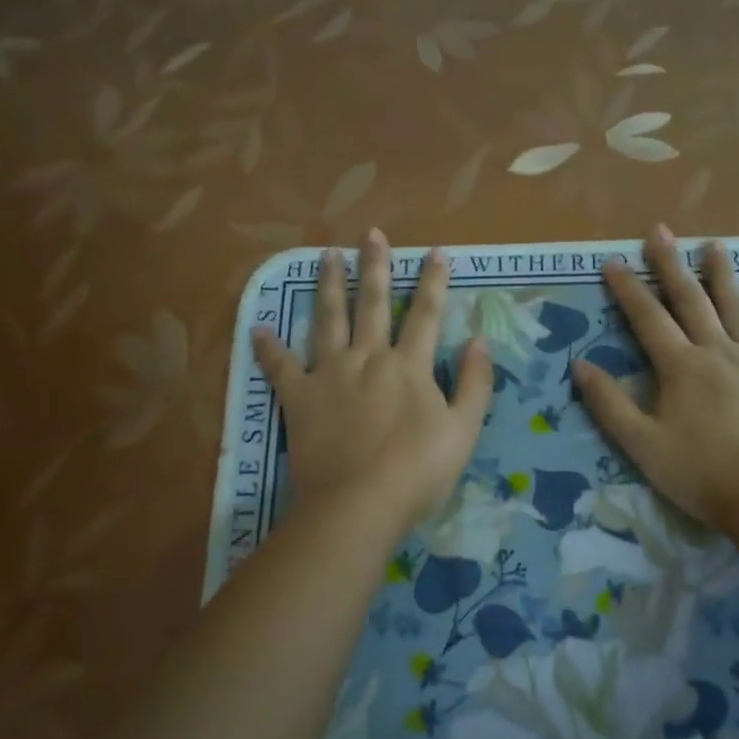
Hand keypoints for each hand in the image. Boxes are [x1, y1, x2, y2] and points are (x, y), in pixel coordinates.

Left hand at [252, 230, 492, 539]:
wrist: (358, 505)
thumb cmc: (418, 472)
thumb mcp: (464, 431)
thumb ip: (474, 384)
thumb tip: (479, 341)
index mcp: (409, 366)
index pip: (426, 314)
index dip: (433, 281)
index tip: (436, 251)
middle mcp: (368, 358)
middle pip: (373, 304)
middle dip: (375, 266)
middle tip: (371, 233)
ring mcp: (329, 375)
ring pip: (328, 319)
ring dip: (329, 285)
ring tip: (326, 255)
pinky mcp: (299, 398)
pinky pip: (280, 366)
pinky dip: (268, 347)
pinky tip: (258, 327)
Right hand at [571, 225, 738, 530]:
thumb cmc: (700, 473)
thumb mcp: (641, 444)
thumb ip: (610, 403)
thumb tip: (579, 364)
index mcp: (681, 366)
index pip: (648, 318)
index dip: (629, 289)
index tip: (613, 261)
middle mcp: (718, 351)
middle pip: (691, 301)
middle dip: (672, 265)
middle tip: (660, 231)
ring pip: (737, 309)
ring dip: (724, 276)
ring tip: (716, 245)